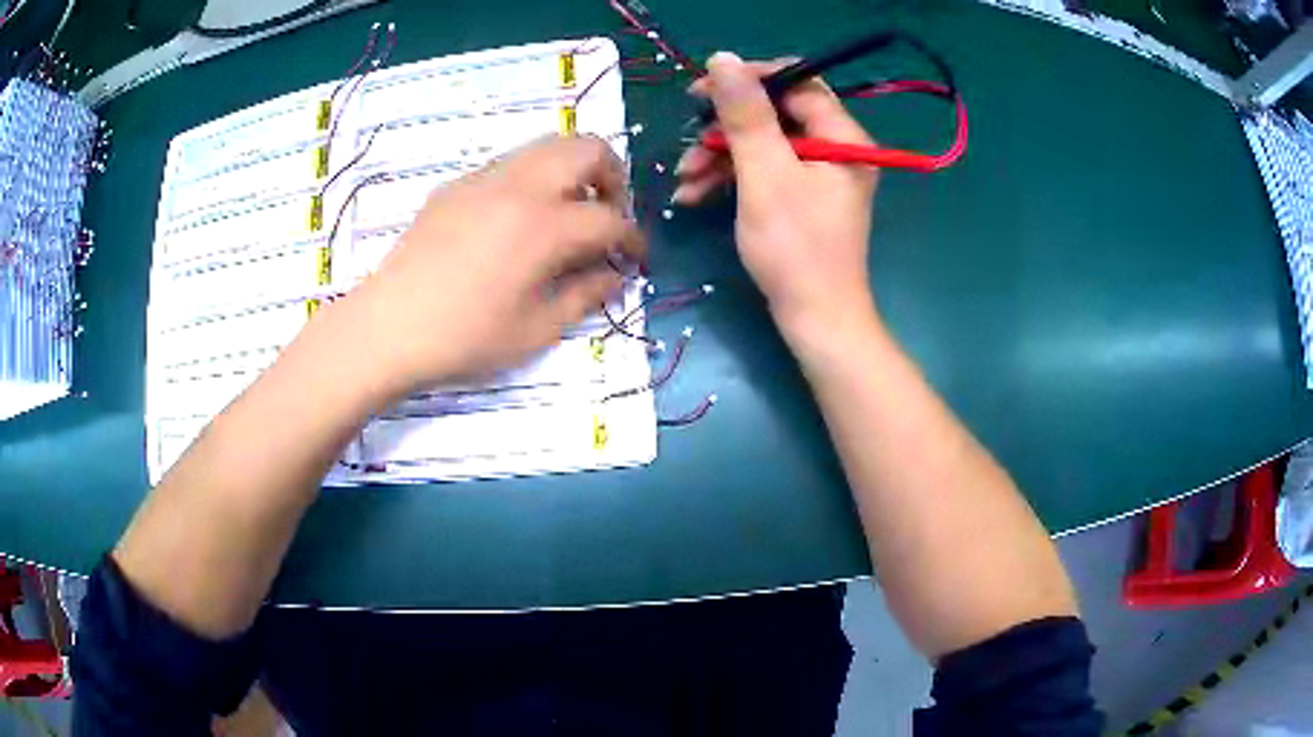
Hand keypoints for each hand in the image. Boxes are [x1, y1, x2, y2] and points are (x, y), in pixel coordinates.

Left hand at [326, 135, 643, 403]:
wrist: (388, 327)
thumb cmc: (464, 338)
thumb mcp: (535, 330)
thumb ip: (585, 295)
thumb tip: (614, 276)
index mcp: (545, 226)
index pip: (610, 219)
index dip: (633, 239)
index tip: (636, 259)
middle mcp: (521, 186)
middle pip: (587, 148)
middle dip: (612, 177)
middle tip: (606, 216)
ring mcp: (484, 178)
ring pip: (548, 145)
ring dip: (573, 170)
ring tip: (566, 213)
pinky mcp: (457, 184)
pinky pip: (510, 164)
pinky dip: (533, 179)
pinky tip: (518, 220)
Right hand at [673, 52, 878, 345]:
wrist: (815, 319)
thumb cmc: (794, 247)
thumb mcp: (764, 174)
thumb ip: (745, 114)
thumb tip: (724, 59)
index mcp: (842, 137)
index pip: (797, 84)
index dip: (749, 80)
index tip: (703, 90)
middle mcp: (836, 149)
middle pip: (775, 114)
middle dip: (726, 128)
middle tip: (688, 139)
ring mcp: (819, 174)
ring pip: (763, 144)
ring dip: (719, 157)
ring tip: (684, 180)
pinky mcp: (802, 197)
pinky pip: (764, 170)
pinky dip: (730, 178)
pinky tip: (694, 195)